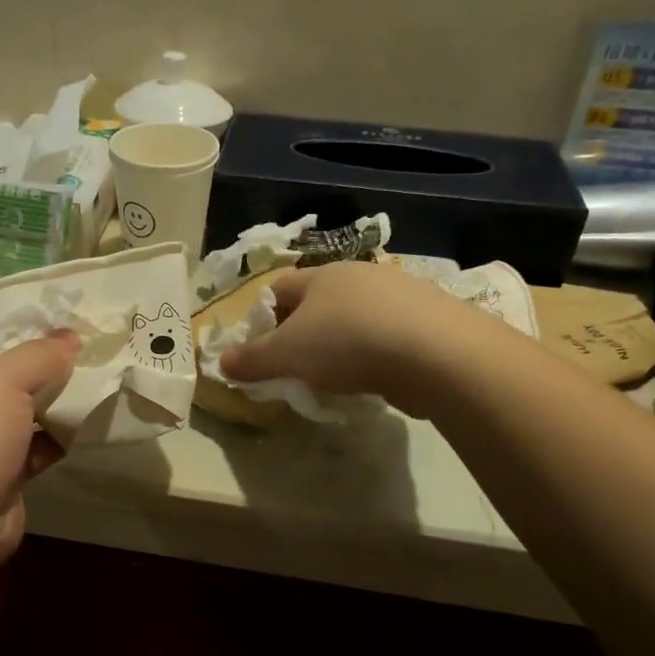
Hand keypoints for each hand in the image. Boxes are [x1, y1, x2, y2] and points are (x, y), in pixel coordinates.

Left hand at [0, 309, 77, 579]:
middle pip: (0, 363)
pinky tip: (87, 424)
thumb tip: (69, 338)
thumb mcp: (3, 380)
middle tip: (88, 338)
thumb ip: (40, 353)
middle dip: (43, 353)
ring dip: (55, 396)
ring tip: (98, 376)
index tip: (56, 304)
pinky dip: (55, 435)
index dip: (10, 308)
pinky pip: (30, 443)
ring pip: (19, 405)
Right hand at [217, 262, 486, 414]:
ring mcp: (397, 294)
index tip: (262, 351)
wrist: (433, 353)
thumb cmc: (346, 344)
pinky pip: (385, 335)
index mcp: (321, 276)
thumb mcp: (286, 355)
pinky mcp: (426, 319)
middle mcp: (358, 276)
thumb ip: (252, 360)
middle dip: (302, 333)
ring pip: (354, 319)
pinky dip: (373, 354)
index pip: (279, 287)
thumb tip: (221, 363)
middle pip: (317, 302)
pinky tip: (374, 380)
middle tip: (296, 368)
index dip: (264, 318)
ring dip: (339, 345)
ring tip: (335, 379)